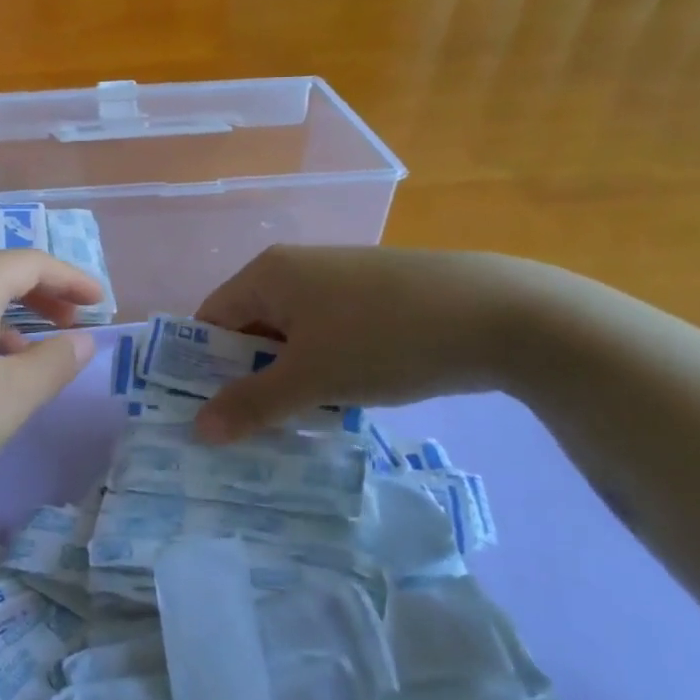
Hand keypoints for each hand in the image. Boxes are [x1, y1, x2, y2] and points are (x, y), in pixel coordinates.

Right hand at [193, 245, 539, 442]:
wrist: (501, 314)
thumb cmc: (384, 339)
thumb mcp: (313, 378)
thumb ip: (252, 404)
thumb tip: (198, 430)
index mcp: (267, 274)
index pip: (210, 319)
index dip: (201, 367)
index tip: (208, 415)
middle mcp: (295, 269)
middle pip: (249, 328)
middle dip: (247, 379)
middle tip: (250, 430)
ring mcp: (337, 280)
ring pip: (291, 337)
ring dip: (288, 379)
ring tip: (296, 424)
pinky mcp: (373, 296)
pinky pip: (326, 335)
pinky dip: (322, 368)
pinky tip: (341, 401)